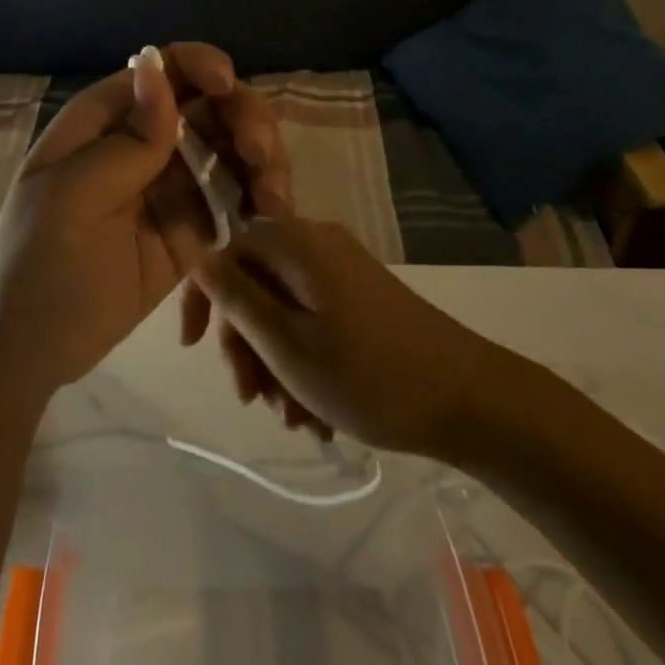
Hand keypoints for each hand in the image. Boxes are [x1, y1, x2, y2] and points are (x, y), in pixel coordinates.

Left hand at [0, 43, 289, 400]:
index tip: (228, 88)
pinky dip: (259, 200)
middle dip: (244, 119)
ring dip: (262, 161)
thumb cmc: (35, 262)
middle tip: (260, 156)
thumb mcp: (73, 197)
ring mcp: (170, 187)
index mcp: (105, 121)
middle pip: (209, 107)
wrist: (26, 349)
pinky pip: (233, 201)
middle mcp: (143, 143)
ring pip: (230, 151)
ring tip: (274, 198)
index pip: (163, 71)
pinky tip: (273, 215)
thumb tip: (157, 66)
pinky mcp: (191, 231)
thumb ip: (127, 140)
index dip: (201, 66)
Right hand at [190, 217, 488, 457]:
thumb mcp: (287, 344)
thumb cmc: (368, 374)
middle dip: (247, 345)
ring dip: (276, 364)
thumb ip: (237, 299)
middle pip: (256, 284)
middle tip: (252, 398)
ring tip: (293, 419)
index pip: (226, 253)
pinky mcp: (366, 298)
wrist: (472, 401)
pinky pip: (316, 321)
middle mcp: (319, 245)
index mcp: (297, 244)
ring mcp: (346, 272)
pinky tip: (318, 414)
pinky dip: (307, 361)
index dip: (202, 298)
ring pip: (285, 310)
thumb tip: (201, 259)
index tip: (192, 349)